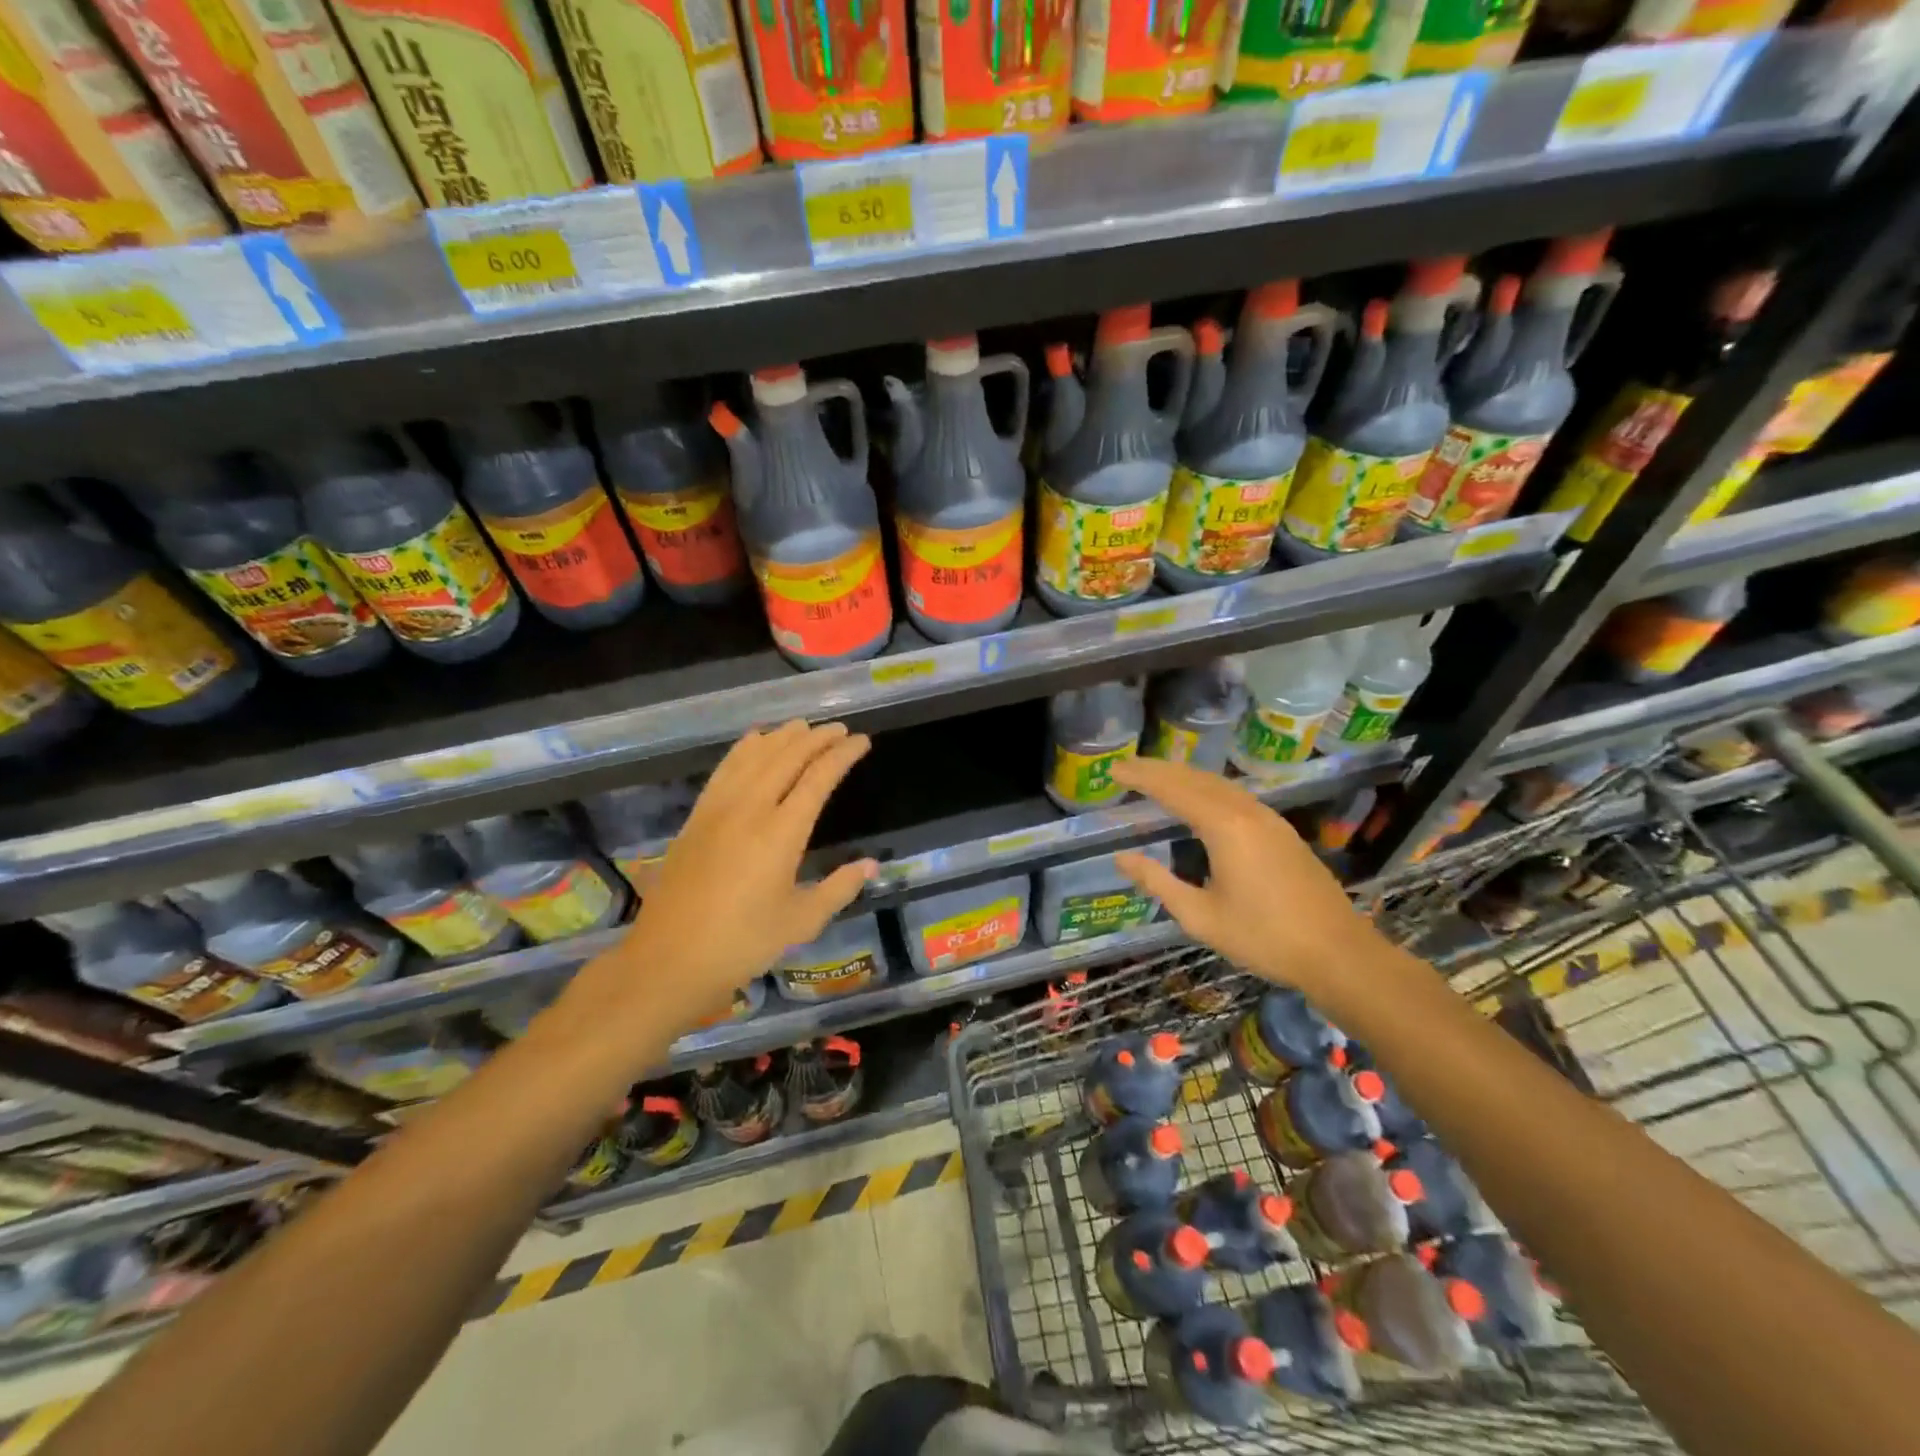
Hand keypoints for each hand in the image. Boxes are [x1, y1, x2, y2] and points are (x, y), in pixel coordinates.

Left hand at [565, 721, 875, 1035]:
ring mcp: (718, 809)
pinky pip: (724, 769)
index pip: (818, 778)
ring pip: (754, 756)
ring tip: (803, 726)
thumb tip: (870, 864)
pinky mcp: (697, 816)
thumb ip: (839, 888)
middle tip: (839, 729)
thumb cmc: (743, 943)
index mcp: (782, 833)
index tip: (861, 740)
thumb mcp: (802, 921)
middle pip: (787, 757)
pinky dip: (744, 748)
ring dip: (782, 737)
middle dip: (816, 738)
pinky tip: (755, 740)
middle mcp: (750, 809)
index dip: (842, 755)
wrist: (671, 958)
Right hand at [1109, 756, 1387, 1006]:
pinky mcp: (1282, 831)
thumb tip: (1122, 858)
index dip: (1142, 777)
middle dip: (1159, 770)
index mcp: (1224, 828)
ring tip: (1156, 777)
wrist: (1338, 953)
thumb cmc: (1264, 938)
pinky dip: (1207, 788)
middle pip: (1196, 778)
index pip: (1174, 790)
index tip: (1114, 769)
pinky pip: (1236, 795)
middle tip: (1127, 767)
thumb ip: (1159, 883)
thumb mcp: (1201, 917)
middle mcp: (1247, 812)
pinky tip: (1199, 799)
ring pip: (1219, 784)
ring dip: (1184, 776)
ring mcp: (1269, 819)